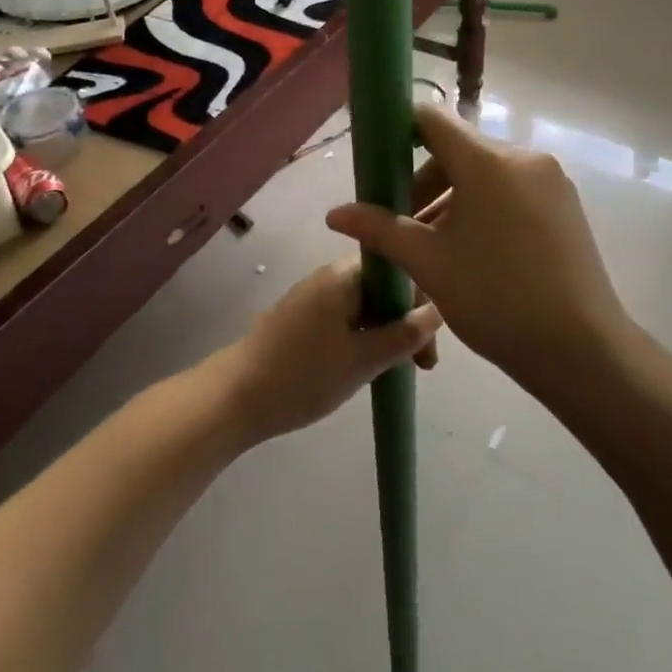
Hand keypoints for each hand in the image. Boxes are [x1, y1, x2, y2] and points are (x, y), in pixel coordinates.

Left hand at [208, 259, 441, 443]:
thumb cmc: (302, 376)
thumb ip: (404, 335)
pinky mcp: (301, 317)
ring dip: (386, 332)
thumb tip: (438, 311)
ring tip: (396, 368)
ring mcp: (313, 295)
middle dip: (406, 322)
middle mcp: (329, 275)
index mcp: (344, 275)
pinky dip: (363, 336)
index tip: (429, 348)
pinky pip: (346, 317)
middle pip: (384, 288)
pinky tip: (367, 364)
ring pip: (366, 305)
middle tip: (419, 365)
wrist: (233, 398)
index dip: (422, 306)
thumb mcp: (363, 360)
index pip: (400, 273)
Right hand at [325, 104, 630, 395]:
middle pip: (459, 151)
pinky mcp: (567, 204)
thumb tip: (334, 214)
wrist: (580, 347)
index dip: (399, 134)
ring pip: (487, 174)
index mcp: (487, 162)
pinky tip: (478, 251)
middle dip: (426, 182)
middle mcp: (524, 157)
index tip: (380, 167)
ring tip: (438, 247)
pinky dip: (487, 207)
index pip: (432, 120)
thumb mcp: (428, 263)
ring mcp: (552, 180)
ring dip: (455, 199)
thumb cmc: (495, 299)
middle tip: (406, 227)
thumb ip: (380, 229)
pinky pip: (514, 190)